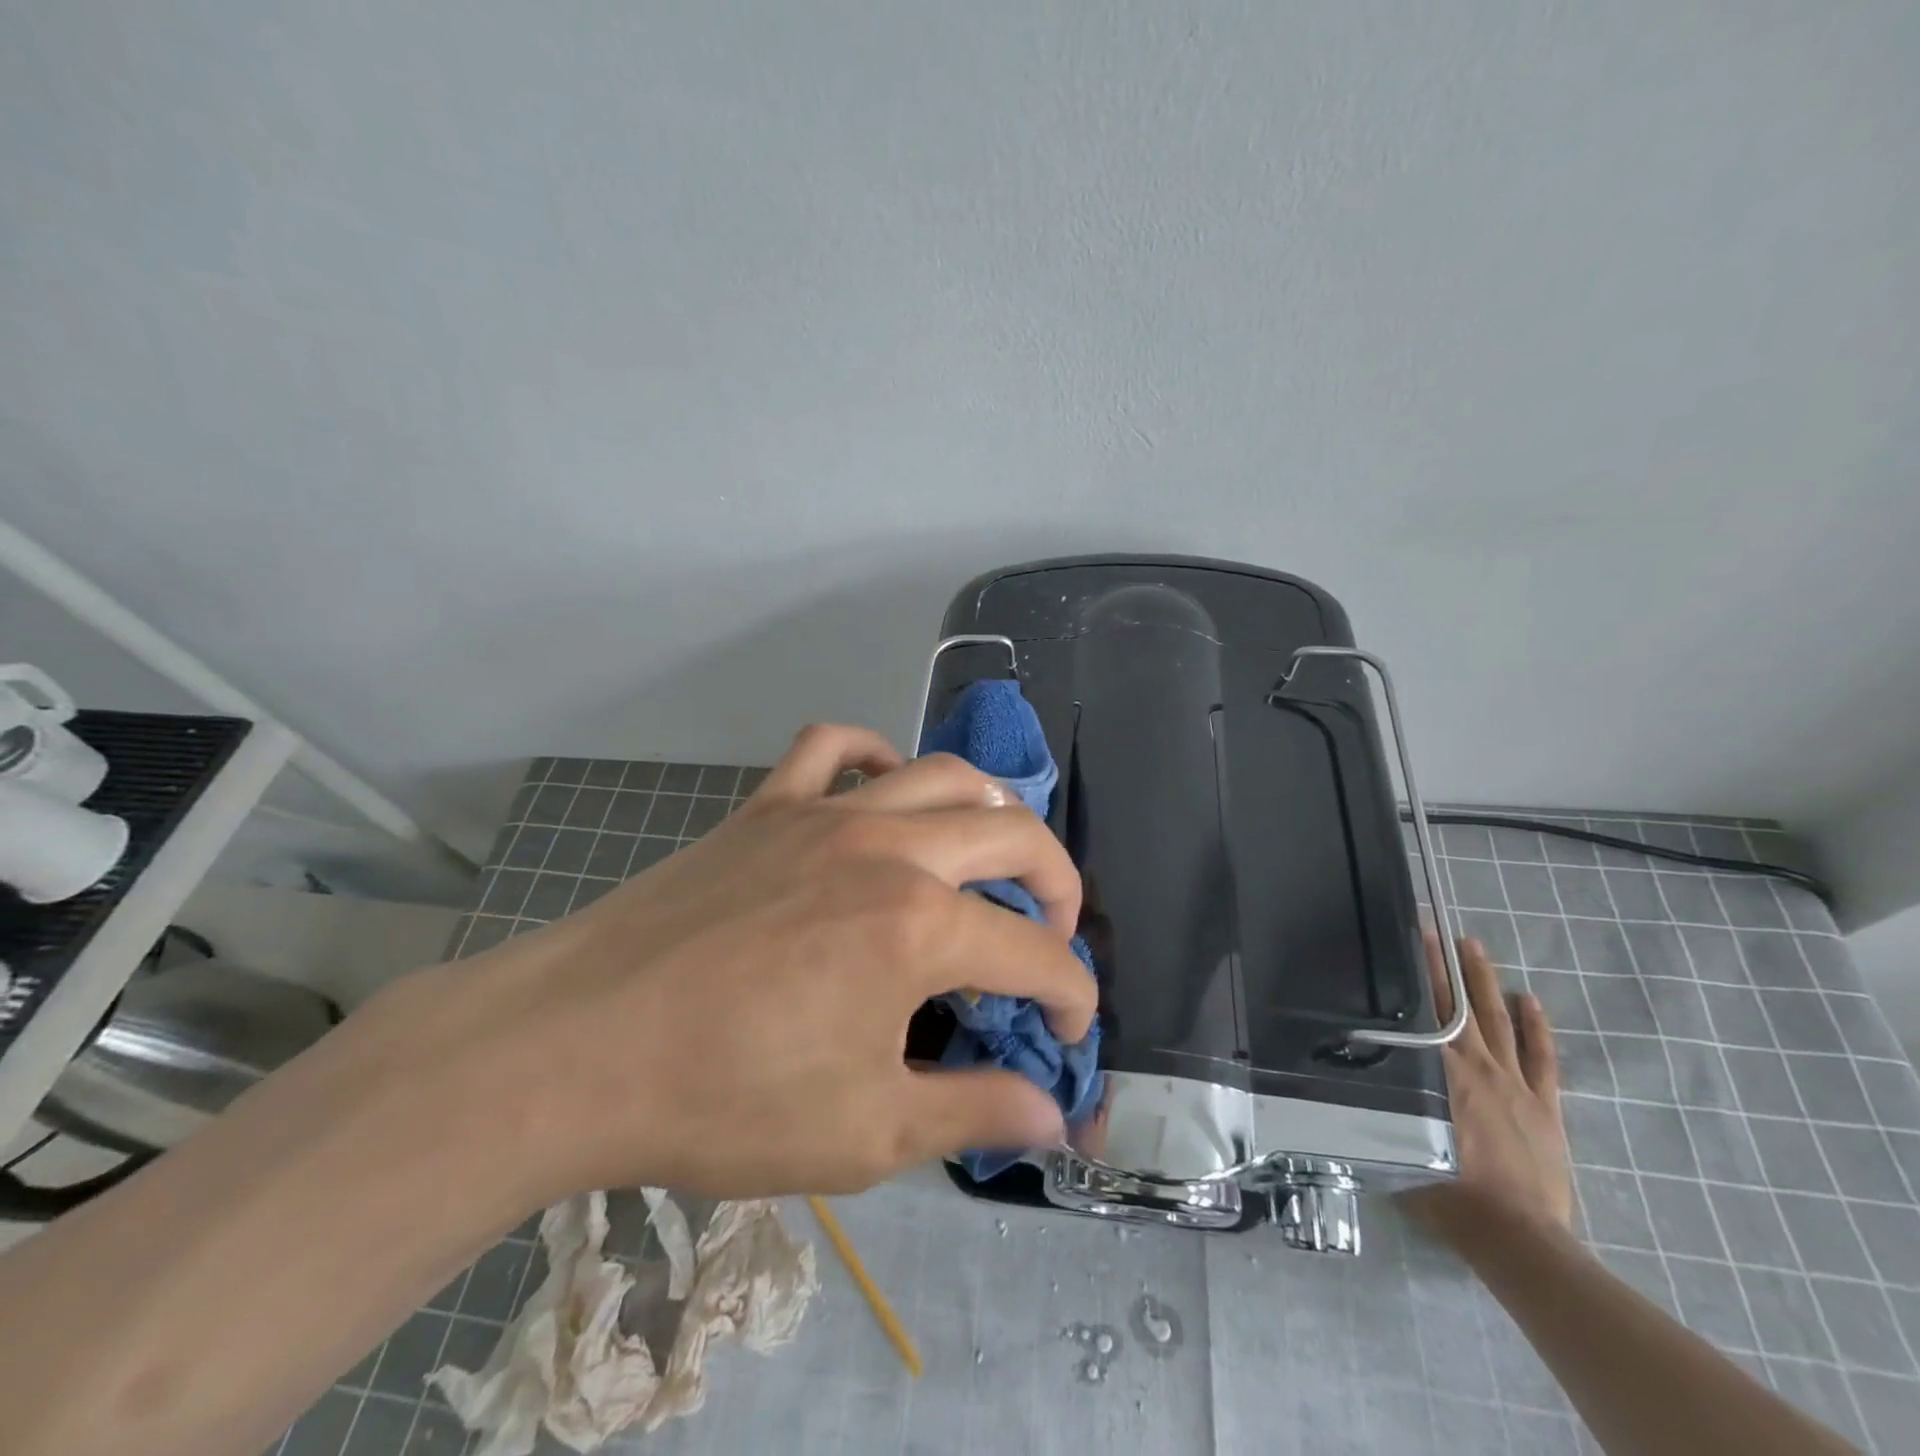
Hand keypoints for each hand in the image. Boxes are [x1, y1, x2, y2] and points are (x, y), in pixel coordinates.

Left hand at [383, 724, 1096, 1204]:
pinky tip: (884, 790)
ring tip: (996, 854)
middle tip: (1058, 931)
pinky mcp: (767, 806)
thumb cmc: (722, 1099)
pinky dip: (875, 756)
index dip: (1072, 996)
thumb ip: (972, 1113)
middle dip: (1060, 884)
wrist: (572, 1049)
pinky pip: (834, 748)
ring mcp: (824, 814)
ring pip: (940, 774)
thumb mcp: (864, 1133)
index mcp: (919, 927)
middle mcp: (889, 848)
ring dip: (991, 810)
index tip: (1072, 1036)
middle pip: (1012, 836)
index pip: (1037, 955)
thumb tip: (1052, 1116)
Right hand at [1400, 934, 1571, 1239]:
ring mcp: (1514, 1083)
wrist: (1518, 1237)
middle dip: (1443, 965)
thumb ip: (1376, 1106)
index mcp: (1439, 1073)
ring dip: (1484, 981)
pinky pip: (1541, 1058)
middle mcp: (1475, 1065)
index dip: (1416, 974)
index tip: (1407, 940)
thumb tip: (1340, 1078)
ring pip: (1497, 1019)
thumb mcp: (1395, 1143)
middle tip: (1434, 930)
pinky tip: (1530, 1000)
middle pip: (1457, 1005)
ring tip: (1474, 947)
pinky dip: (1536, 1027)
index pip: (1422, 1012)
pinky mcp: (1544, 1105)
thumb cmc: (1448, 1192)